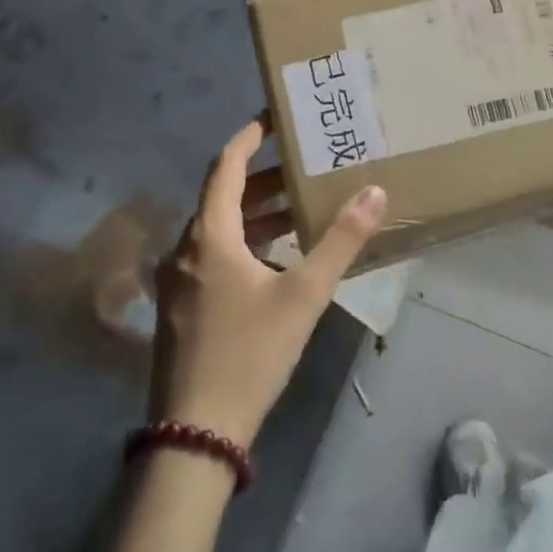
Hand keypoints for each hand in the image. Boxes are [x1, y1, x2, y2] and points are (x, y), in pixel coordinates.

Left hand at [151, 120, 386, 449]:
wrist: (195, 433)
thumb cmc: (250, 353)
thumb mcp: (304, 295)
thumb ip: (341, 241)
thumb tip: (374, 191)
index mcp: (210, 235)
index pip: (226, 166)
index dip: (249, 137)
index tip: (274, 118)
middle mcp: (185, 249)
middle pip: (223, 196)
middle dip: (263, 178)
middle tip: (303, 166)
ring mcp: (177, 280)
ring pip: (218, 229)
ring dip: (255, 214)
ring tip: (298, 209)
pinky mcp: (180, 307)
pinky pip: (213, 256)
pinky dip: (243, 243)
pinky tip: (275, 261)